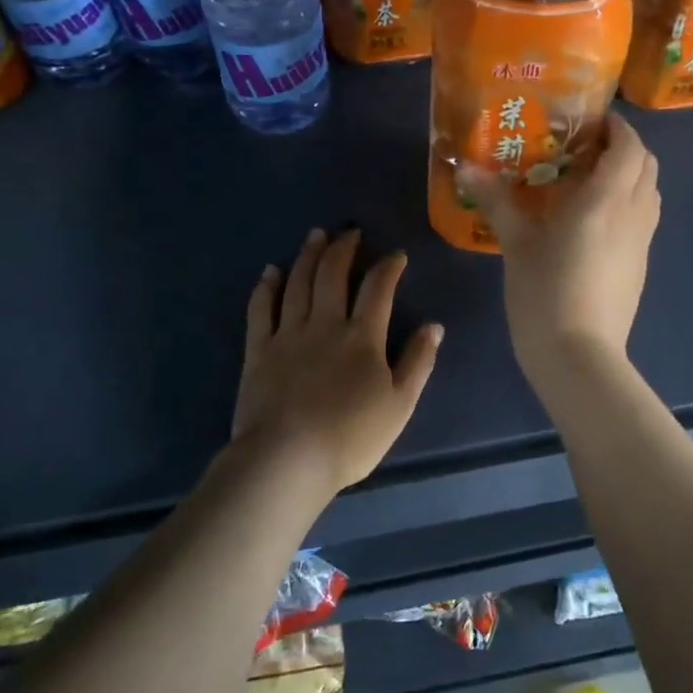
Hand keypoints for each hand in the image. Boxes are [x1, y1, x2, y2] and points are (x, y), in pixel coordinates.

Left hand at [232, 228, 443, 497]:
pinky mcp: (258, 350)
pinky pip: (261, 309)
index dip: (388, 267)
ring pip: (298, 283)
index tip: (396, 256)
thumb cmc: (350, 438)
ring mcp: (288, 334)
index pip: (378, 289)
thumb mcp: (399, 406)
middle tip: (349, 232)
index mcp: (362, 337)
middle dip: (343, 249)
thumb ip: (418, 363)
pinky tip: (270, 271)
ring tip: (315, 236)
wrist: (287, 460)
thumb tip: (434, 326)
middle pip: (332, 275)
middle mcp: (324, 324)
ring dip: (308, 256)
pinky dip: (266, 287)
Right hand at [461, 111, 660, 378]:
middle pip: (646, 165)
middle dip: (623, 148)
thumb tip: (465, 168)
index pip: (629, 146)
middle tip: (584, 148)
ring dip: (628, 176)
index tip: (589, 121)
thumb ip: (496, 200)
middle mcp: (633, 214)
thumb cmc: (545, 293)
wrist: (578, 356)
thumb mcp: (516, 244)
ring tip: (587, 181)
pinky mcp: (640, 266)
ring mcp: (641, 243)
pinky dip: (626, 204)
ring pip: (649, 192)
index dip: (616, 127)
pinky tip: (591, 222)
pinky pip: (642, 219)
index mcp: (606, 200)